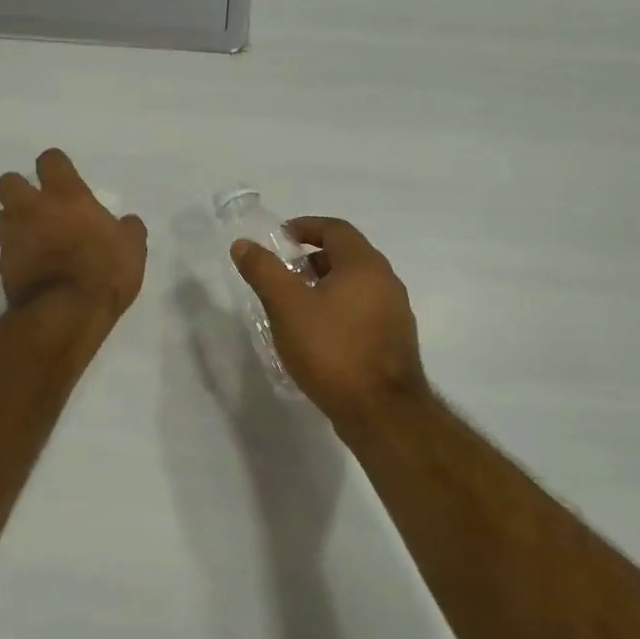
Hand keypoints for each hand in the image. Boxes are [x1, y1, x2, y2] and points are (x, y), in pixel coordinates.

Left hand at [0, 149, 146, 320]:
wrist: (67, 313)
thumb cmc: (105, 271)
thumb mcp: (132, 248)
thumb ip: (128, 229)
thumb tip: (127, 223)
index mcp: (66, 195)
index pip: (50, 160)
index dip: (56, 166)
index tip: (65, 178)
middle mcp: (32, 209)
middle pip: (8, 182)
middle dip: (18, 189)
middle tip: (37, 205)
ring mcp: (13, 237)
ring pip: (0, 217)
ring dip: (13, 223)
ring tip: (32, 238)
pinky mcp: (2, 266)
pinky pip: (4, 252)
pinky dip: (16, 256)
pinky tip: (32, 268)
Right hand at [231, 217, 425, 428]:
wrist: (381, 411)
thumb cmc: (332, 350)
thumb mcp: (287, 307)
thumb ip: (264, 271)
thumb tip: (243, 245)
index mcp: (364, 264)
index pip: (335, 229)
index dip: (306, 227)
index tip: (280, 238)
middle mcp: (386, 281)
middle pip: (347, 256)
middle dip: (313, 259)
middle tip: (284, 274)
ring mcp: (395, 312)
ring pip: (356, 286)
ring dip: (326, 286)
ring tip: (296, 307)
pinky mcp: (394, 341)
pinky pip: (363, 311)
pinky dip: (339, 309)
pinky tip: (319, 335)